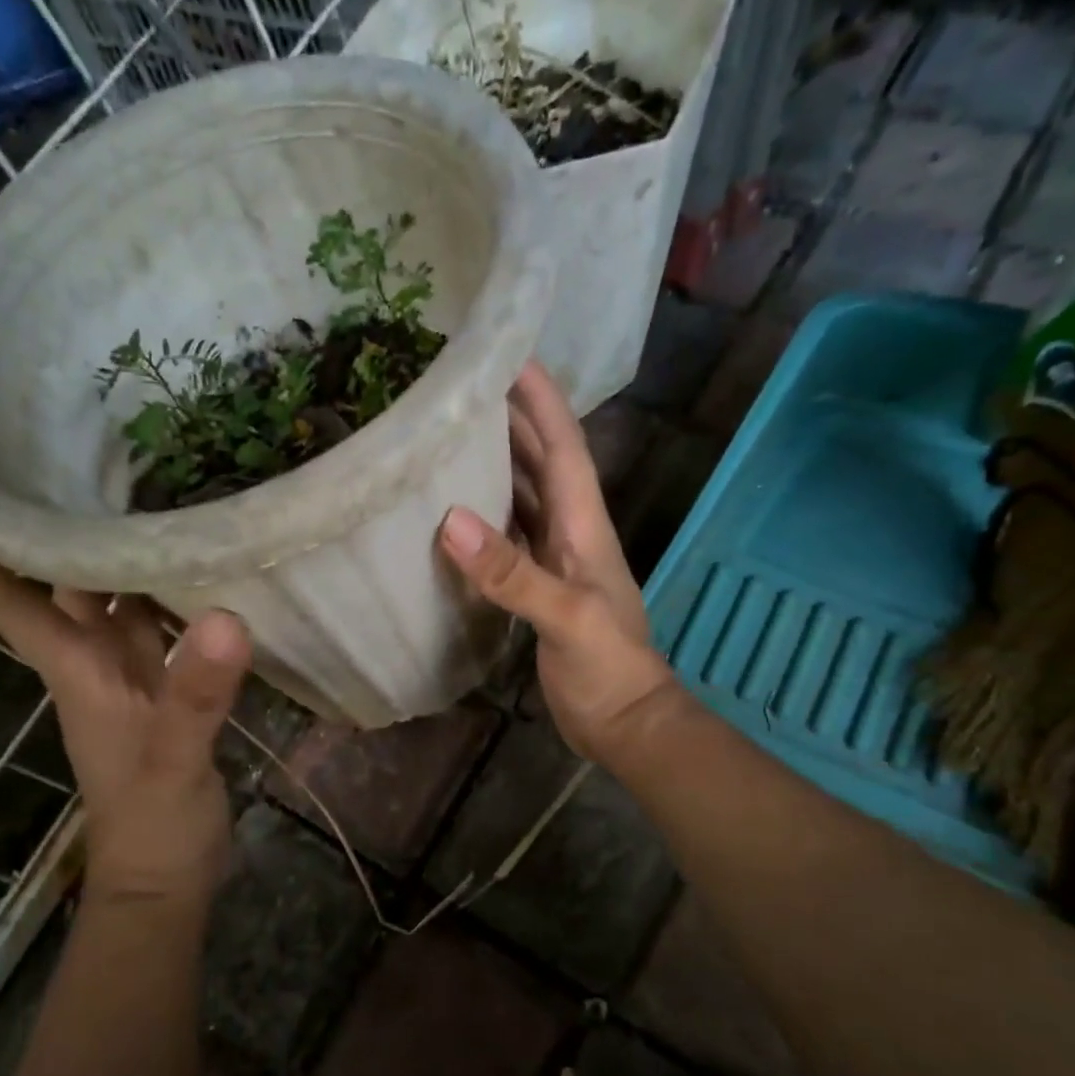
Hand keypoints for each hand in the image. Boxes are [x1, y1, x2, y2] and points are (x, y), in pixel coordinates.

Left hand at [0, 472, 250, 901]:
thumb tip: (225, 618)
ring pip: (102, 591)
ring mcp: (126, 670)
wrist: (166, 875)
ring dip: (101, 539)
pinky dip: (160, 581)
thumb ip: (195, 696)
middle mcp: (89, 657)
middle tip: (46, 441)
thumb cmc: (153, 823)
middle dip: (35, 515)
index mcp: (73, 665)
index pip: (1, 592)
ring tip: (122, 475)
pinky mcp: (163, 681)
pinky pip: (152, 615)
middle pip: (46, 576)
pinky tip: (188, 551)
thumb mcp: (173, 760)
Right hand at [437, 362, 677, 765]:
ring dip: (494, 465)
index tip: (509, 353)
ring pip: (522, 498)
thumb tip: (451, 520)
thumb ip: (512, 572)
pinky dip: (483, 520)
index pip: (564, 447)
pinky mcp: (537, 590)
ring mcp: (553, 562)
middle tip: (463, 387)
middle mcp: (569, 533)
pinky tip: (452, 513)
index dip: (541, 400)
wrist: (625, 723)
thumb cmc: (609, 667)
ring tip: (449, 435)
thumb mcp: (566, 617)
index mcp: (584, 526)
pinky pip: (507, 540)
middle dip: (511, 420)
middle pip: (540, 463)